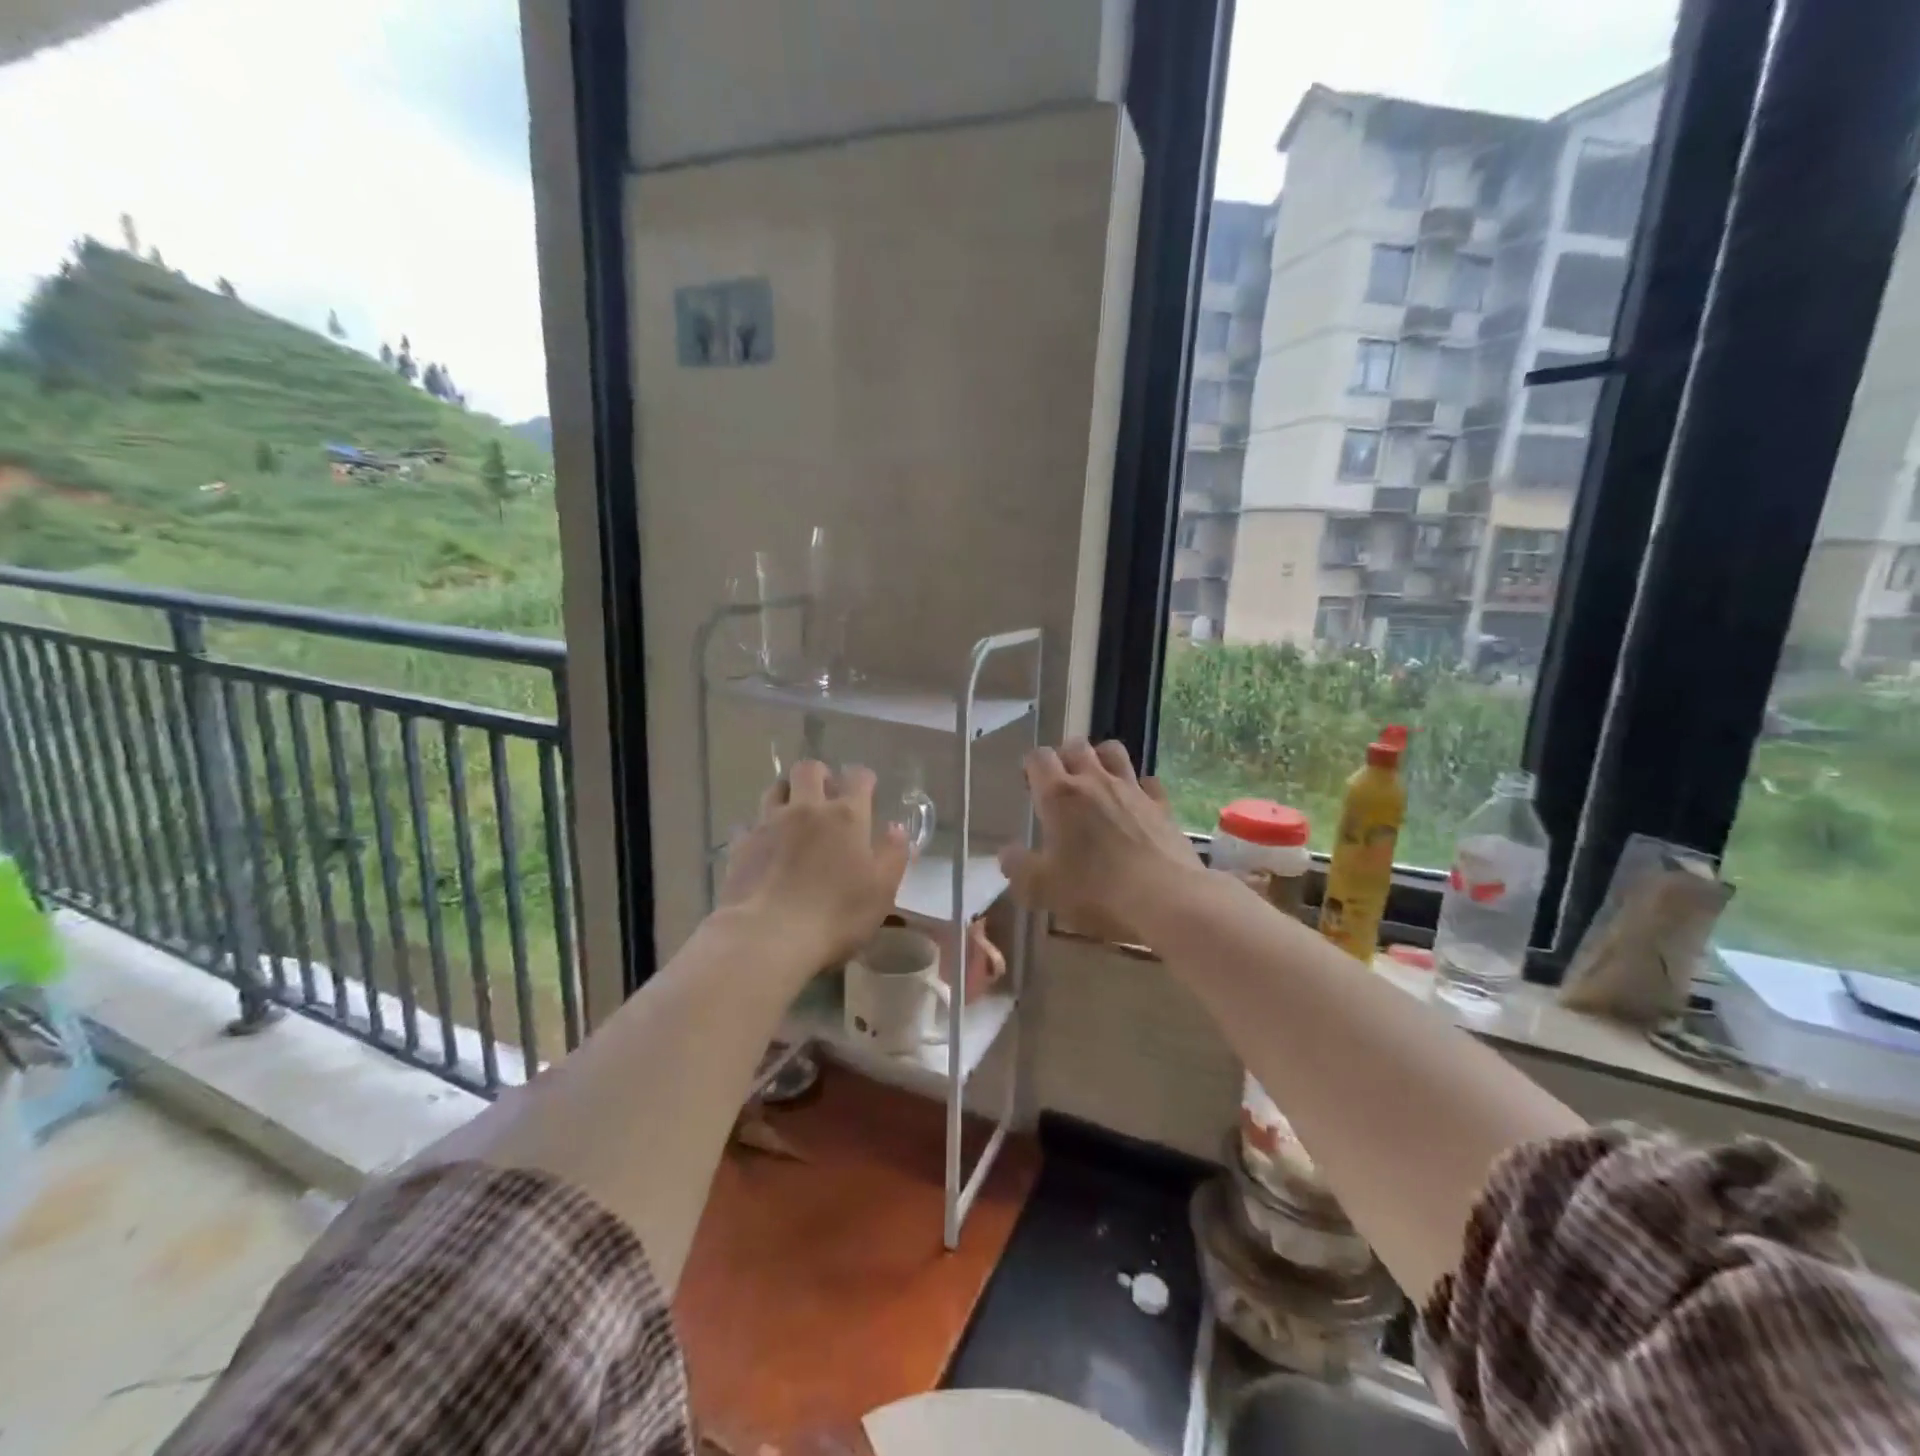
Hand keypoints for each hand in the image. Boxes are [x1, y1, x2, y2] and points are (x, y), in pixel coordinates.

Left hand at [718, 761, 910, 974]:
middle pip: (808, 769)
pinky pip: (748, 824)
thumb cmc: (836, 915)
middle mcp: (807, 809)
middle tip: (825, 793)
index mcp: (846, 816)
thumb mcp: (882, 891)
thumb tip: (897, 828)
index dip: (863, 779)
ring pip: (775, 789)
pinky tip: (763, 845)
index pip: (858, 778)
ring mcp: (769, 824)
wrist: (768, 936)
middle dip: (819, 774)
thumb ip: (893, 855)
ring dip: (787, 793)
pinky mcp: (741, 845)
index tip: (867, 788)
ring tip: (793, 813)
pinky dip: (758, 829)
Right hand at [999, 739, 1204, 941]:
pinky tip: (1135, 804)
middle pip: (1076, 746)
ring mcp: (1132, 789)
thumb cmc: (1096, 892)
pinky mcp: (1162, 805)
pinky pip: (1147, 781)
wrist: (1166, 900)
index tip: (1029, 786)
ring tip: (1095, 782)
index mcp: (1059, 796)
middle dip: (1064, 757)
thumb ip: (1018, 868)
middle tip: (1060, 785)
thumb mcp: (1042, 889)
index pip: (1039, 757)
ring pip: (1112, 751)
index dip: (1031, 767)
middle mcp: (1094, 781)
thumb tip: (1007, 853)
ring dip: (1099, 759)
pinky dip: (1138, 786)